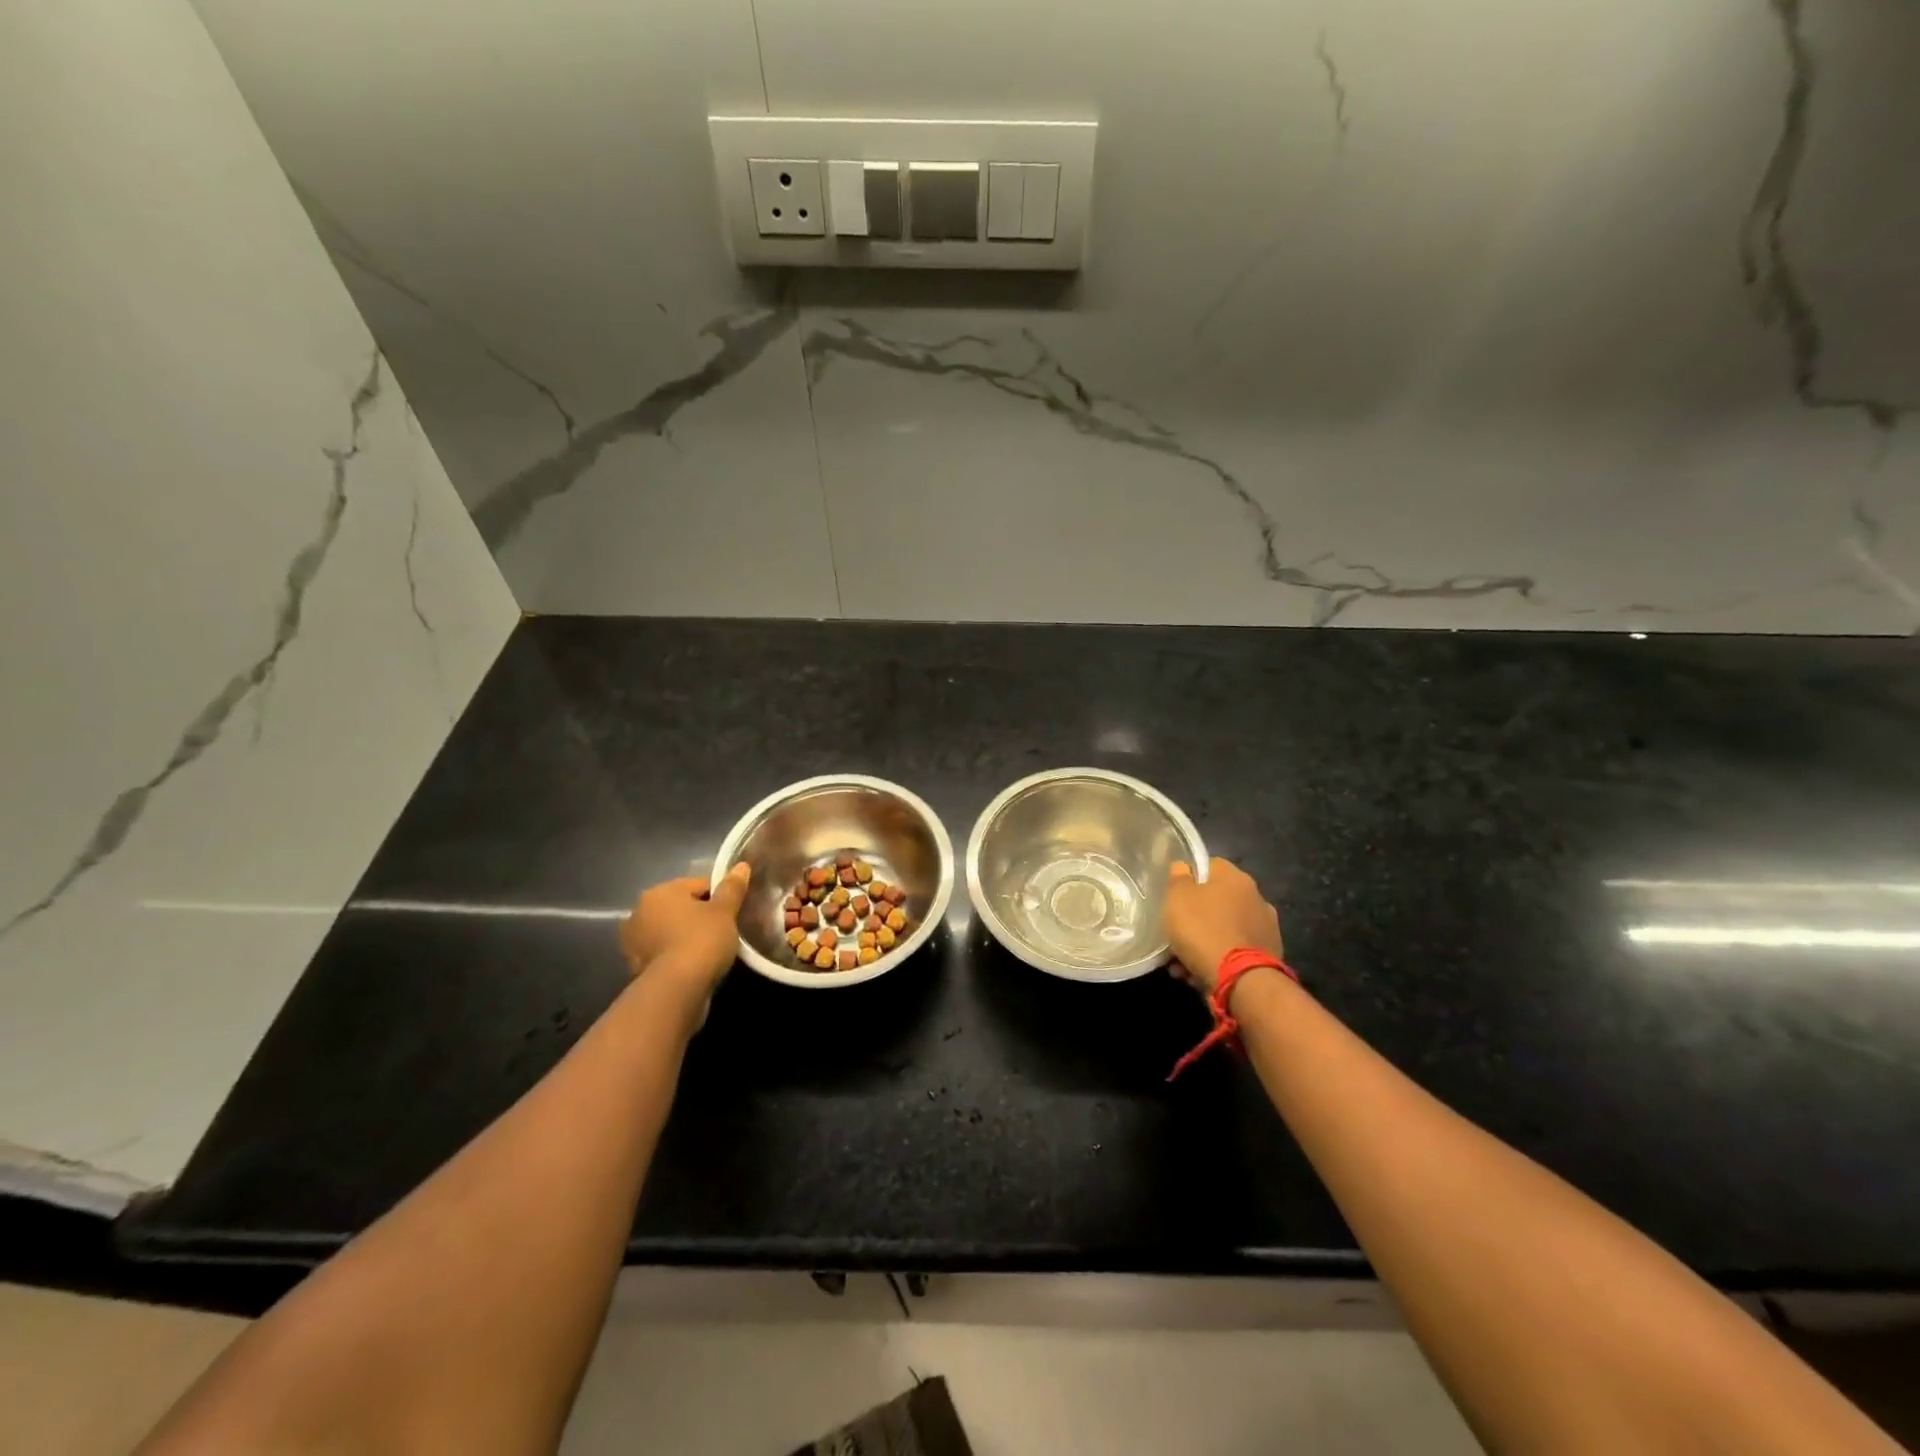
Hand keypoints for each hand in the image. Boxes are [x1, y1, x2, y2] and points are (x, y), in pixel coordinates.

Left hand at [618, 866, 750, 1001]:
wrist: (677, 989)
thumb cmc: (702, 940)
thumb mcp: (724, 911)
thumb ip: (732, 888)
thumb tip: (741, 866)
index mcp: (660, 892)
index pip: (698, 885)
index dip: (719, 896)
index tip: (733, 912)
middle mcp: (639, 912)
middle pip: (680, 907)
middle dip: (699, 916)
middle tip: (723, 930)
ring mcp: (633, 942)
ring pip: (670, 931)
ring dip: (685, 936)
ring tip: (709, 950)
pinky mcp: (635, 968)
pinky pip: (663, 953)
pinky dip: (676, 956)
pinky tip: (694, 965)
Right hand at [1162, 858, 1283, 995]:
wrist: (1241, 980)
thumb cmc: (1203, 930)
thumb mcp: (1177, 898)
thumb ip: (1178, 878)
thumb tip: (1184, 867)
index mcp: (1236, 878)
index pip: (1210, 865)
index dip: (1190, 879)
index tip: (1175, 897)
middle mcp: (1257, 898)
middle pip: (1218, 900)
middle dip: (1197, 916)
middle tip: (1177, 933)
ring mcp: (1267, 928)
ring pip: (1225, 928)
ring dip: (1206, 940)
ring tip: (1183, 963)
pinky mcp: (1270, 956)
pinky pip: (1236, 951)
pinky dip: (1220, 958)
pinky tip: (1201, 974)